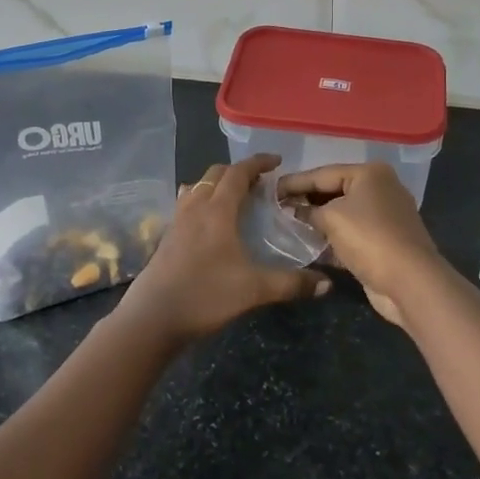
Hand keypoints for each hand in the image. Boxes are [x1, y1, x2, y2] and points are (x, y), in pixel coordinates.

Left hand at [117, 154, 330, 341]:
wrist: (153, 317)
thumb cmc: (205, 295)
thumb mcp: (254, 290)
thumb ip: (291, 284)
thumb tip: (326, 284)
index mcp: (217, 210)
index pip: (238, 173)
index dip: (258, 162)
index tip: (277, 161)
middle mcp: (195, 206)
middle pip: (216, 173)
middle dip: (239, 171)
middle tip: (261, 182)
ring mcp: (177, 220)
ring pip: (198, 186)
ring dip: (218, 183)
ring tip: (236, 197)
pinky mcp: (167, 235)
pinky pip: (187, 202)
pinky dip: (202, 198)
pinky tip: (209, 220)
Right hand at [275, 163, 441, 328]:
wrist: (410, 282)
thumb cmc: (369, 238)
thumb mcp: (331, 218)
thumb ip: (308, 211)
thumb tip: (293, 210)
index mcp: (370, 174)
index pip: (323, 173)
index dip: (295, 182)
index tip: (271, 190)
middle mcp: (380, 189)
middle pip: (334, 191)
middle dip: (306, 201)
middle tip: (278, 207)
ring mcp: (385, 216)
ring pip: (343, 214)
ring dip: (318, 221)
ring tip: (289, 224)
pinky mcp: (384, 242)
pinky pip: (351, 233)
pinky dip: (332, 238)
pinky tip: (310, 244)